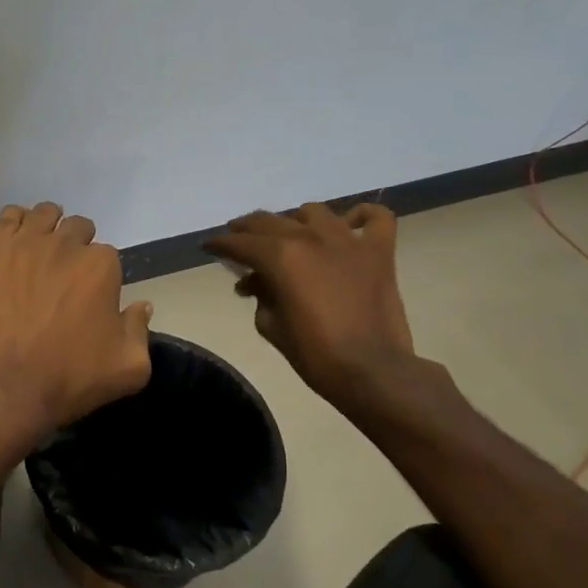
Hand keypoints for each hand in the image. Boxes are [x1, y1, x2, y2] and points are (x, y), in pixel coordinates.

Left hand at [0, 203, 152, 458]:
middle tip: (62, 277)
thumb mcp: (128, 369)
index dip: (98, 276)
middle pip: (76, 229)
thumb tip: (142, 306)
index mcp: (100, 267)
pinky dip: (15, 224)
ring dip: (47, 228)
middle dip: (74, 247)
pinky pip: (8, 217)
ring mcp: (24, 243)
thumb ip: (140, 330)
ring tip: (38, 253)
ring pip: (44, 215)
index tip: (87, 296)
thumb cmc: (67, 379)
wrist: (0, 388)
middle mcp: (65, 244)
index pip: (106, 256)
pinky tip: (13, 243)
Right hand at [205, 203, 414, 408]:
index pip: (240, 243)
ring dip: (295, 220)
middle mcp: (312, 239)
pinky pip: (376, 218)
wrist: (373, 373)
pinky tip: (349, 223)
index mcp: (281, 258)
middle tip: (236, 236)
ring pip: (314, 213)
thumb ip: (260, 296)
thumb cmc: (315, 355)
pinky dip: (362, 215)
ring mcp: (349, 242)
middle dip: (247, 228)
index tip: (208, 246)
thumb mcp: (271, 327)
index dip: (220, 244)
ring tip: (288, 232)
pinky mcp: (380, 253)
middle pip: (271, 221)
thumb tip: (256, 283)